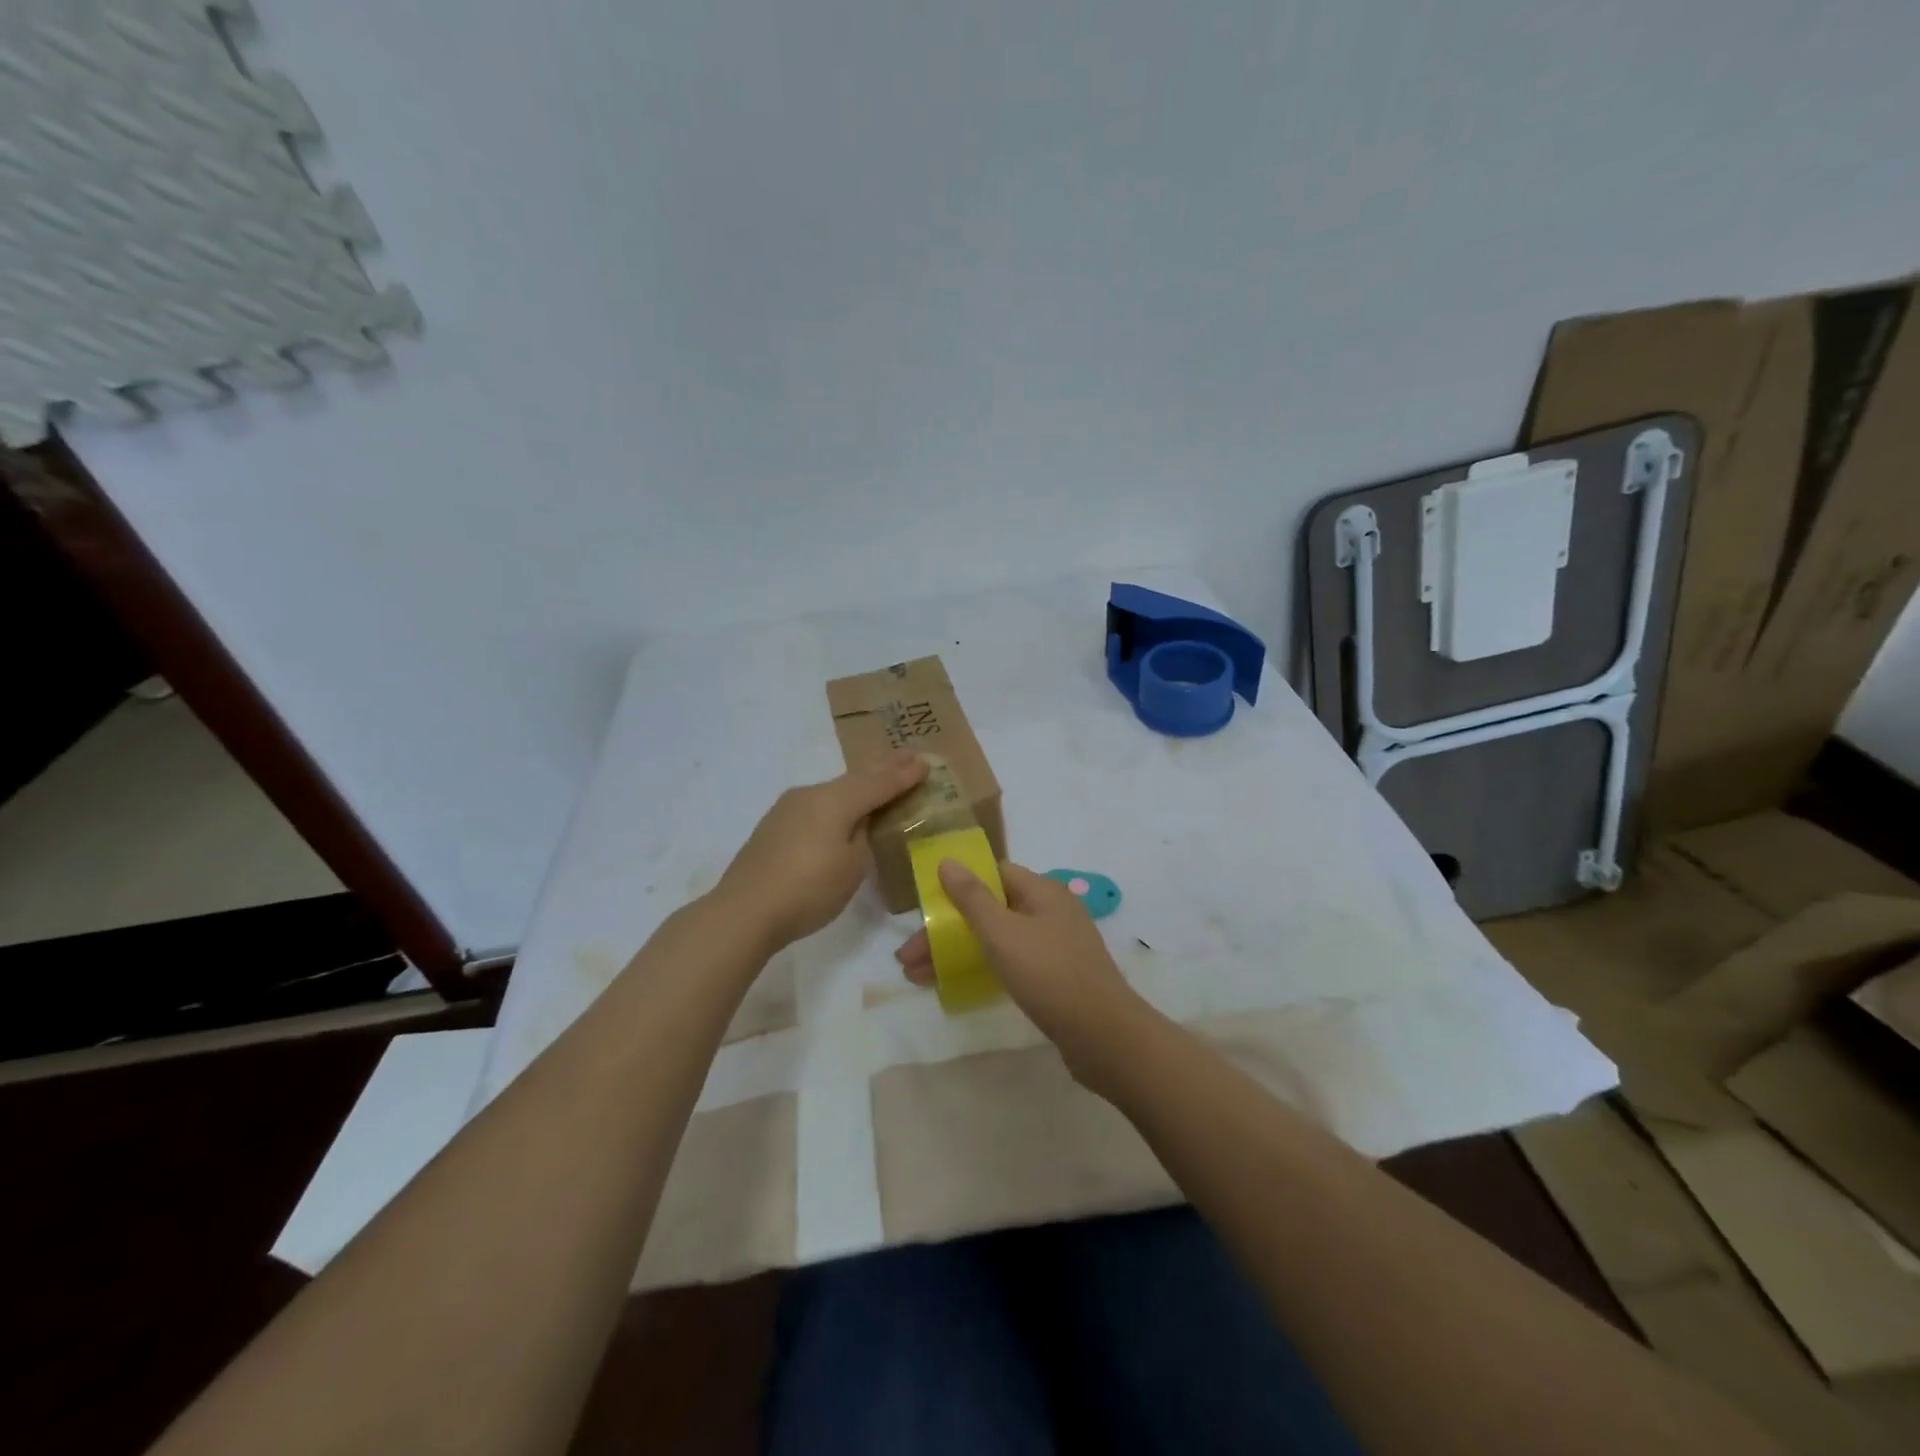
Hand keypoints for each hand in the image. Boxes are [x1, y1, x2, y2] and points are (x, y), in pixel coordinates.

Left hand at [715, 753, 927, 951]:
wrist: (745, 911)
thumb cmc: (809, 889)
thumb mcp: (852, 866)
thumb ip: (862, 836)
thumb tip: (858, 822)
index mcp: (835, 801)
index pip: (879, 783)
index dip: (903, 775)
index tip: (925, 762)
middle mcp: (811, 795)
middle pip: (855, 778)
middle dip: (883, 767)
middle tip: (908, 755)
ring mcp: (788, 808)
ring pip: (834, 790)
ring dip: (860, 783)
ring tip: (880, 778)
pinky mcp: (774, 826)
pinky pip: (817, 804)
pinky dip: (838, 801)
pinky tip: (842, 808)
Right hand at [895, 859, 1153, 1079]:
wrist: (1104, 1035)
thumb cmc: (1049, 974)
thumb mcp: (1003, 932)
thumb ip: (972, 897)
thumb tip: (947, 860)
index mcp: (1042, 890)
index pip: (993, 874)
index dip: (957, 885)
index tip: (926, 907)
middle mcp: (1051, 911)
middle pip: (990, 909)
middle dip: (948, 930)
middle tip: (908, 958)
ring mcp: (1056, 945)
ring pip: (998, 939)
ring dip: (959, 952)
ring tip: (918, 977)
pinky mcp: (1057, 976)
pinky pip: (1012, 962)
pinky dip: (983, 968)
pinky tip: (957, 985)